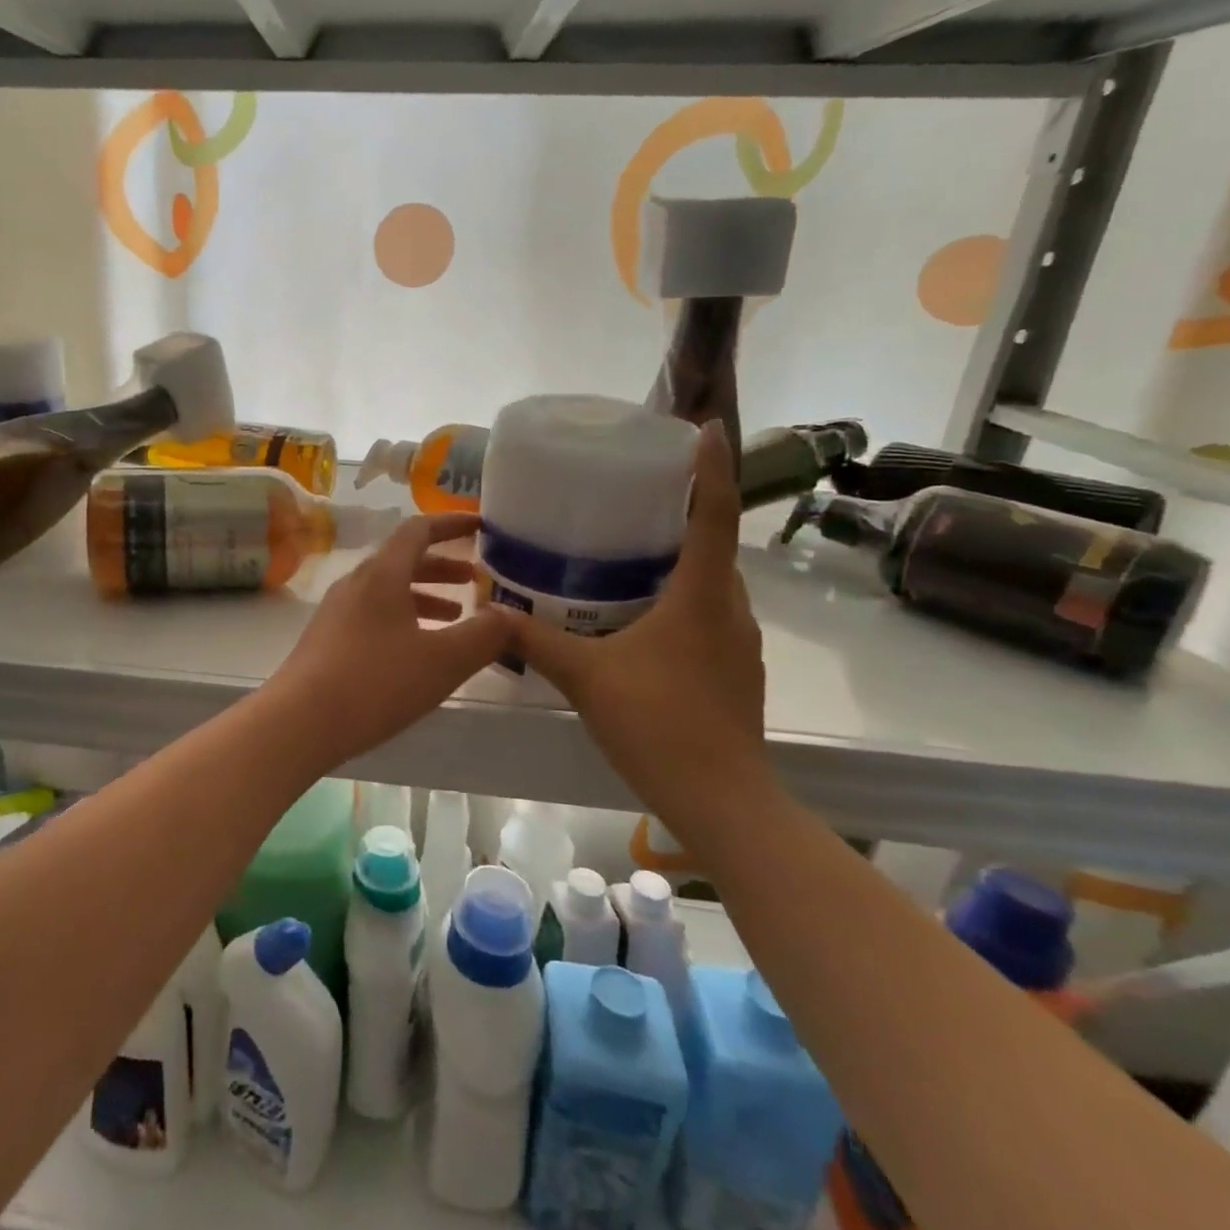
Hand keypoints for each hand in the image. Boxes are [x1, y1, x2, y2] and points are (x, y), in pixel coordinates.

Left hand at [265, 512, 513, 770]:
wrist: (299, 721)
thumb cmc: (375, 682)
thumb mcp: (442, 661)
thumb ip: (484, 635)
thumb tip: (509, 615)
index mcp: (382, 574)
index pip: (419, 529)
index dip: (452, 524)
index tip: (481, 526)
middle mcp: (356, 583)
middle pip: (404, 560)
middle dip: (444, 566)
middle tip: (477, 580)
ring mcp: (337, 611)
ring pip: (389, 590)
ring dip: (424, 596)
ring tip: (457, 617)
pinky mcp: (328, 639)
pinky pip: (374, 614)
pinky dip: (404, 619)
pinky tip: (418, 651)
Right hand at [509, 420, 769, 823]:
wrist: (722, 800)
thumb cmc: (658, 724)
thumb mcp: (585, 676)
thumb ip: (536, 640)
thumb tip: (492, 609)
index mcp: (703, 596)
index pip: (714, 515)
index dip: (712, 468)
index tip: (704, 428)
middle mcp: (730, 609)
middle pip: (714, 546)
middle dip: (685, 513)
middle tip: (636, 495)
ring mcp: (737, 643)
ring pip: (711, 584)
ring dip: (680, 560)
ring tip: (630, 549)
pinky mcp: (733, 670)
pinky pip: (707, 614)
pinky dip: (680, 597)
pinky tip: (637, 615)